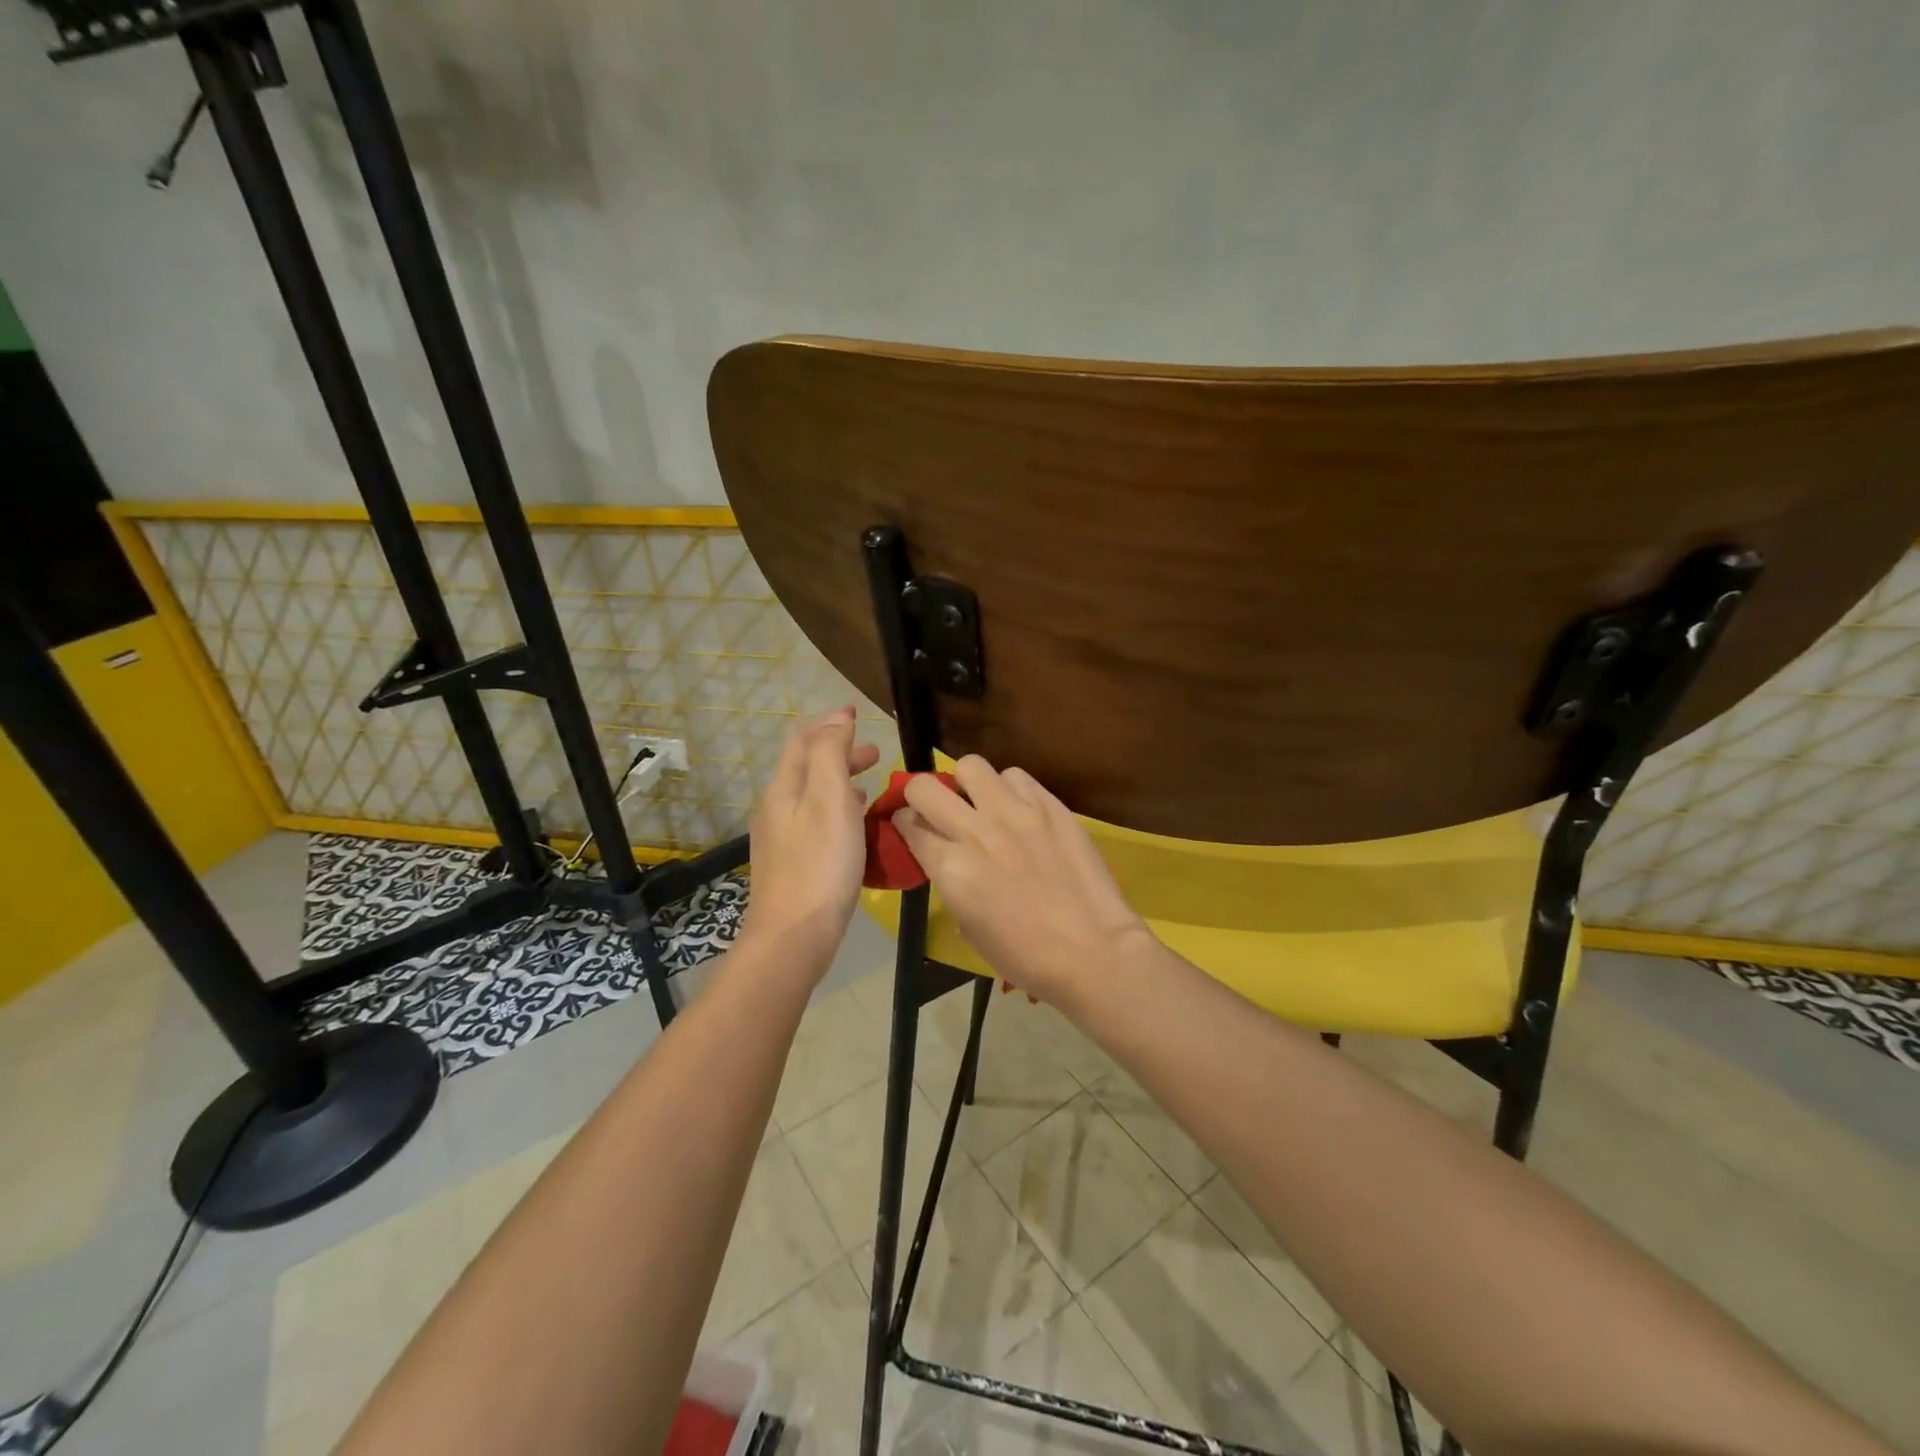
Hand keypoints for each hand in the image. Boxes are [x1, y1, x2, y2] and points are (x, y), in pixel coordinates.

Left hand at [741, 707, 880, 970]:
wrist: (794, 936)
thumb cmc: (819, 863)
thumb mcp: (830, 799)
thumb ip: (832, 755)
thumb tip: (836, 720)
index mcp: (784, 789)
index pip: (803, 741)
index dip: (829, 723)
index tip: (857, 713)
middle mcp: (776, 808)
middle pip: (806, 767)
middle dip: (839, 752)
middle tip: (875, 754)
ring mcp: (781, 838)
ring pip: (812, 795)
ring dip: (840, 781)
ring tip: (870, 784)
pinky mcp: (792, 864)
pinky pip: (816, 821)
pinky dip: (837, 810)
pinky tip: (855, 826)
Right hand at [893, 756, 1151, 1009]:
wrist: (1092, 950)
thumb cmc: (1025, 956)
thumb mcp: (968, 926)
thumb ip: (950, 880)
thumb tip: (946, 857)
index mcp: (951, 868)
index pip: (909, 825)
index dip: (905, 825)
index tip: (912, 827)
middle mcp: (976, 831)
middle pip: (925, 787)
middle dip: (920, 794)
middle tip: (936, 808)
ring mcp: (1015, 812)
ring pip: (971, 767)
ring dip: (968, 784)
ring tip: (983, 803)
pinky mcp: (1049, 805)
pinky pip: (1016, 777)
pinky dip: (1009, 788)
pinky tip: (1019, 809)